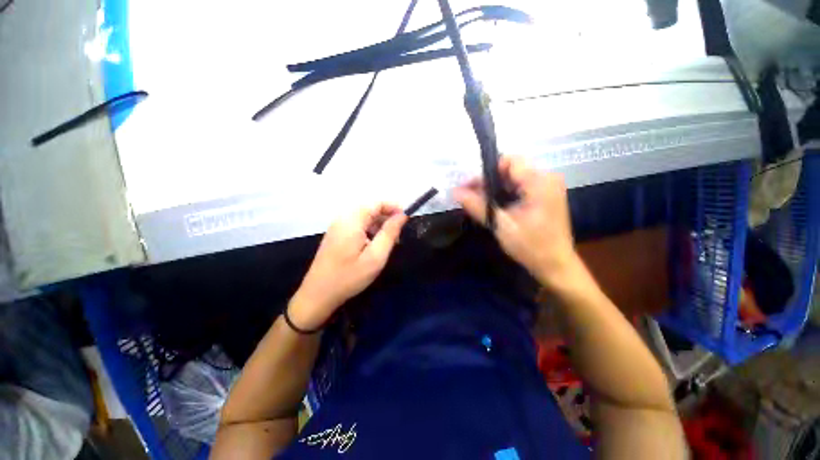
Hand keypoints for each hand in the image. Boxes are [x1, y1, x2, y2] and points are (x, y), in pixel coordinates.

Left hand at [289, 203, 406, 329]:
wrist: (317, 295)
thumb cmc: (349, 277)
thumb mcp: (375, 257)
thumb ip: (390, 233)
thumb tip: (402, 216)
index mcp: (352, 220)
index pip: (377, 203)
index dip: (394, 207)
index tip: (407, 219)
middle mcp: (343, 218)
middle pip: (370, 208)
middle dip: (387, 217)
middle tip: (399, 234)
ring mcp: (337, 226)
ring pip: (364, 217)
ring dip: (379, 224)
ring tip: (389, 241)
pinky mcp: (335, 235)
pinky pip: (356, 225)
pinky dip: (369, 230)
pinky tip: (374, 245)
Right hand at [454, 156, 577, 286]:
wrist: (555, 265)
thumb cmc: (530, 246)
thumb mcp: (500, 225)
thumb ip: (477, 206)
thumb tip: (455, 192)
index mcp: (540, 182)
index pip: (510, 160)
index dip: (488, 171)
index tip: (472, 187)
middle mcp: (547, 178)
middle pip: (511, 169)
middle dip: (489, 181)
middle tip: (471, 197)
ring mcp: (547, 187)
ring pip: (514, 178)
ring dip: (495, 188)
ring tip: (479, 203)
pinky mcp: (545, 196)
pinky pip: (520, 187)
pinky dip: (505, 194)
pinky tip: (494, 206)